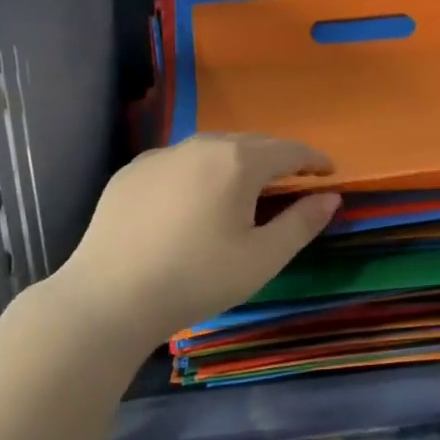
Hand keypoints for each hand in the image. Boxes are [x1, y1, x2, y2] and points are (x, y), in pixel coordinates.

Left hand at [50, 134, 339, 346]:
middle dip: (277, 157)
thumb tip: (330, 198)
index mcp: (238, 162)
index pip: (288, 150)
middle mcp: (201, 146)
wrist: (109, 296)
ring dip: (237, 161)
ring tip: (244, 186)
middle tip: (291, 179)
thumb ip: (302, 223)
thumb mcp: (262, 258)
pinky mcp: (132, 172)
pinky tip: (193, 199)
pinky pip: (178, 162)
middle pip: (251, 142)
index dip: (313, 159)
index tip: (328, 171)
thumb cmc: (197, 279)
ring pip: (212, 148)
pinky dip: (198, 172)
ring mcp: (161, 155)